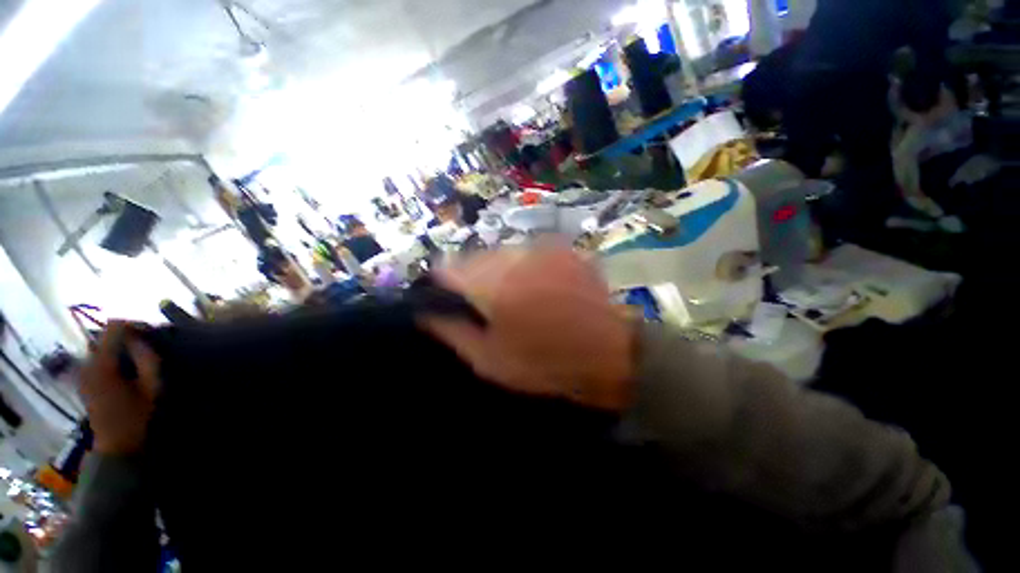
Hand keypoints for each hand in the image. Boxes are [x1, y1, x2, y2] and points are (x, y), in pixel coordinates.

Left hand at [79, 321, 160, 455]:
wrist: (117, 445)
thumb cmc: (138, 417)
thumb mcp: (152, 387)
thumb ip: (147, 359)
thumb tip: (142, 339)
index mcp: (103, 363)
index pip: (114, 327)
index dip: (134, 323)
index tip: (152, 331)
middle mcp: (87, 363)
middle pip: (104, 335)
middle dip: (126, 335)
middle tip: (148, 343)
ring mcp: (83, 373)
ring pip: (100, 346)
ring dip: (119, 345)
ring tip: (139, 354)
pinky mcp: (84, 381)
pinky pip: (97, 358)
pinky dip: (112, 355)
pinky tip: (126, 366)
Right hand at [419, 244, 636, 411]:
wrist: (610, 354)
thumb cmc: (544, 364)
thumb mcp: (489, 360)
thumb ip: (452, 331)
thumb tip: (426, 312)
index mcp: (493, 286)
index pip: (447, 269)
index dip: (440, 283)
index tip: (444, 297)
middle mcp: (515, 257)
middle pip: (475, 258)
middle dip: (471, 277)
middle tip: (483, 303)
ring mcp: (543, 248)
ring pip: (502, 253)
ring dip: (499, 271)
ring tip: (513, 296)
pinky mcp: (563, 249)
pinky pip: (529, 252)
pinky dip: (524, 267)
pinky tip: (537, 287)